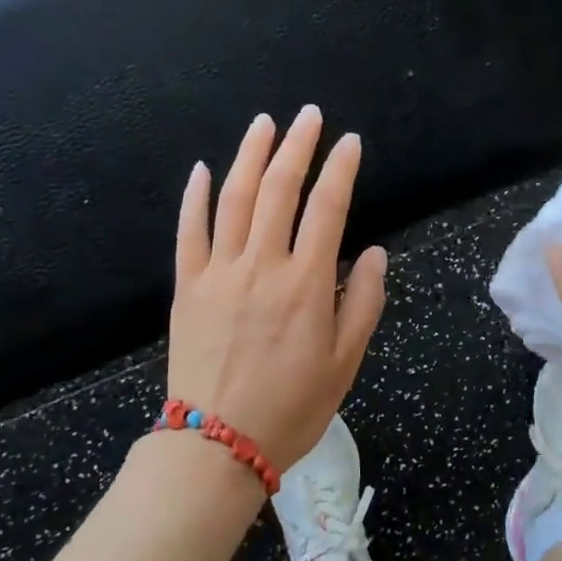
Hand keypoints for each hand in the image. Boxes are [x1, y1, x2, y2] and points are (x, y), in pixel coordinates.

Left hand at [168, 106, 387, 471]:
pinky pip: (189, 232)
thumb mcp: (345, 363)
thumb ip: (363, 302)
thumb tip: (374, 253)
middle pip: (279, 190)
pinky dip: (196, 197)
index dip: (340, 169)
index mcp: (305, 284)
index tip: (350, 142)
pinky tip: (203, 169)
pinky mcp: (187, 286)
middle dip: (297, 146)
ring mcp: (219, 272)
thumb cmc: (291, 407)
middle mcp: (262, 265)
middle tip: (308, 115)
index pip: (327, 208)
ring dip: (250, 155)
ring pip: (234, 199)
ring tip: (264, 123)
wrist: (216, 445)